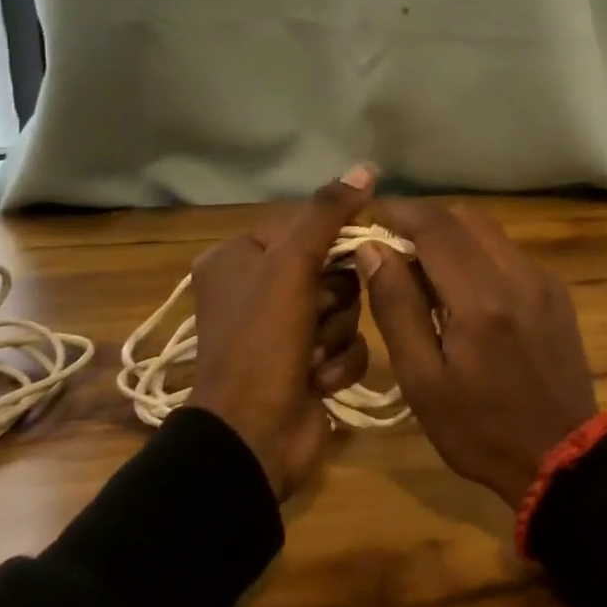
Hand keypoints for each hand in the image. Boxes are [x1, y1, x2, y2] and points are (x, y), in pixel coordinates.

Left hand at [188, 165, 375, 498]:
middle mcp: (257, 290)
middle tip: (317, 313)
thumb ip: (329, 213)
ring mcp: (282, 332)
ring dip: (337, 331)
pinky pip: (345, 343)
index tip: (351, 250)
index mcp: (239, 258)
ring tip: (313, 355)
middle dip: (334, 296)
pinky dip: (339, 361)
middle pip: (330, 267)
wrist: (253, 439)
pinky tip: (319, 379)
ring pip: (343, 306)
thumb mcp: (291, 265)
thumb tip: (367, 167)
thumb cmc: (262, 341)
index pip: (305, 225)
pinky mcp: (306, 365)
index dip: (332, 239)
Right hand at [357, 199, 597, 508]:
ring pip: (490, 230)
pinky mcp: (556, 289)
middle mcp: (518, 274)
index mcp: (482, 299)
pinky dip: (478, 254)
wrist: (562, 455)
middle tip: (393, 247)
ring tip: (424, 271)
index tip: (370, 216)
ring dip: (452, 235)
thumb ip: (397, 307)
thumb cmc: (480, 430)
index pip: (436, 226)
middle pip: (466, 216)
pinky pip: (509, 252)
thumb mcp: (423, 381)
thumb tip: (373, 249)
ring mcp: (543, 279)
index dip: (399, 211)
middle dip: (425, 220)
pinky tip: (464, 291)